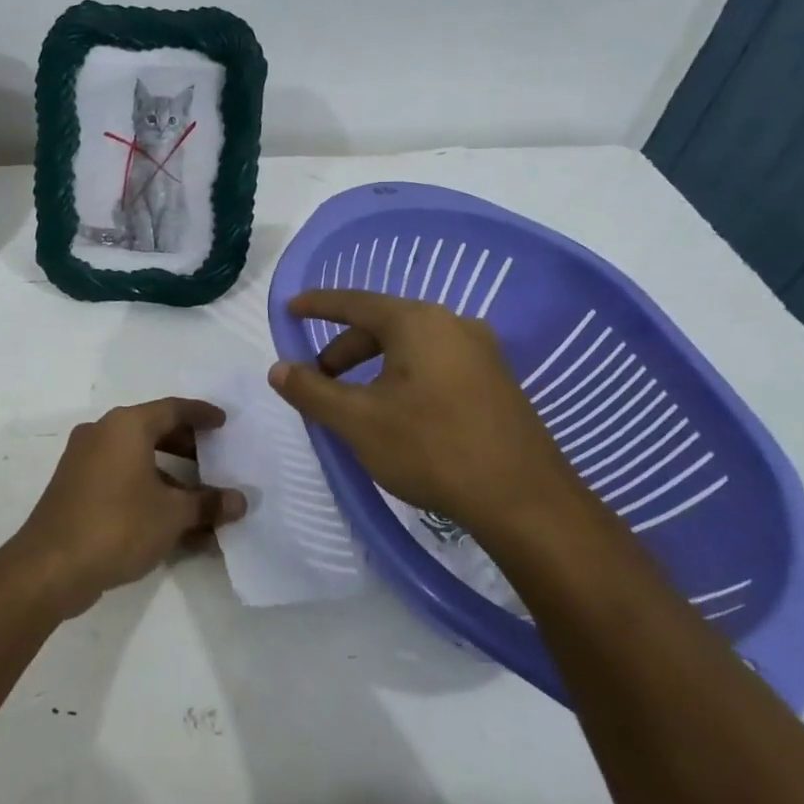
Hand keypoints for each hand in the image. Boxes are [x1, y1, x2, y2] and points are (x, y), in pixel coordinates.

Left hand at [11, 398, 246, 616]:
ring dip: (170, 477)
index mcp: (126, 425)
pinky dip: (147, 491)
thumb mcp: (172, 515)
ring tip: (201, 500)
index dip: (202, 414)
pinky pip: (121, 479)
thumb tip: (239, 501)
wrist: (50, 567)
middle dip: (188, 447)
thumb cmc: (118, 525)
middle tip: (216, 460)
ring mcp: (84, 461)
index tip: (224, 422)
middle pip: (154, 431)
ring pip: (137, 458)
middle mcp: (102, 433)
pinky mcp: (75, 488)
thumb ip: (208, 503)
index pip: (173, 409)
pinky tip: (171, 522)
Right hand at [269, 290, 597, 549]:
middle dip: (344, 349)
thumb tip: (278, 368)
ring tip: (354, 402)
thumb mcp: (358, 421)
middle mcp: (453, 325)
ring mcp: (482, 352)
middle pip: (383, 325)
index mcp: (418, 323)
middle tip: (318, 380)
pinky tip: (397, 412)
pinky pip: (436, 364)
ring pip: (410, 347)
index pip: (355, 302)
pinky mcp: (496, 381)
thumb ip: (312, 390)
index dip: (318, 305)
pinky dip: (403, 376)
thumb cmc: (432, 449)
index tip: (290, 308)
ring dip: (373, 366)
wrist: (525, 501)